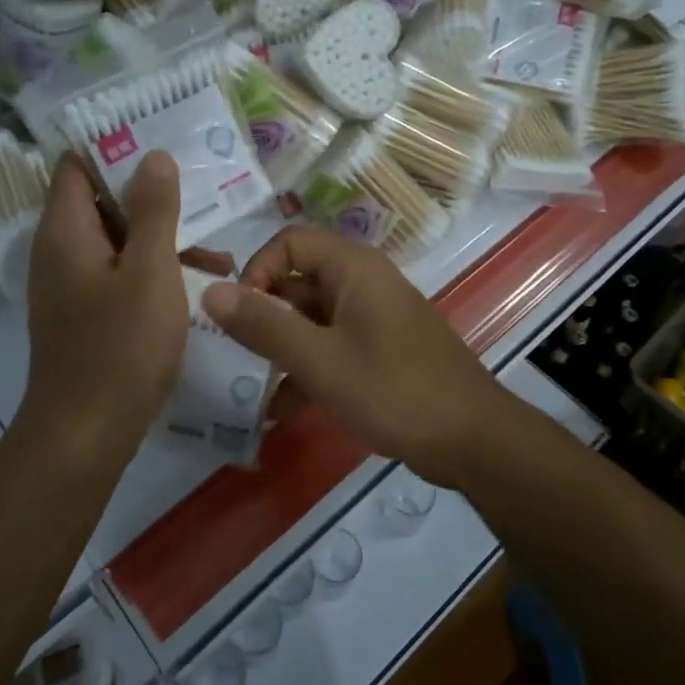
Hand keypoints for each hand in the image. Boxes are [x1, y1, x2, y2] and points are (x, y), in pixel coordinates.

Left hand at [18, 152, 189, 460]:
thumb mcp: (149, 270)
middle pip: (102, 200)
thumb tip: (153, 156)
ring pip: (118, 240)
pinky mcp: (86, 312)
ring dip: (162, 238)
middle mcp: (60, 250)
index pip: (76, 164)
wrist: (85, 434)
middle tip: (201, 191)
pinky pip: (120, 272)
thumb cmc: (120, 346)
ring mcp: (72, 284)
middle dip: (152, 196)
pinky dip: (154, 270)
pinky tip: (198, 286)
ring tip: (216, 252)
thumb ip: (153, 210)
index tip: (160, 141)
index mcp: (66, 230)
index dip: (114, 147)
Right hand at [202, 226, 506, 485]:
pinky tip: (283, 411)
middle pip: (297, 283)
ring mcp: (372, 317)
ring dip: (282, 351)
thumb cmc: (395, 390)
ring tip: (252, 391)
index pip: (288, 243)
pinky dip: (307, 370)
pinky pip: (331, 347)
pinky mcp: (379, 350)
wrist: (474, 441)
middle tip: (236, 358)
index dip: (257, 272)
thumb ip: (264, 326)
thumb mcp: (320, 361)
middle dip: (264, 319)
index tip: (240, 317)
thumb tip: (210, 292)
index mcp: (352, 268)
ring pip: (311, 320)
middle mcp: (362, 282)